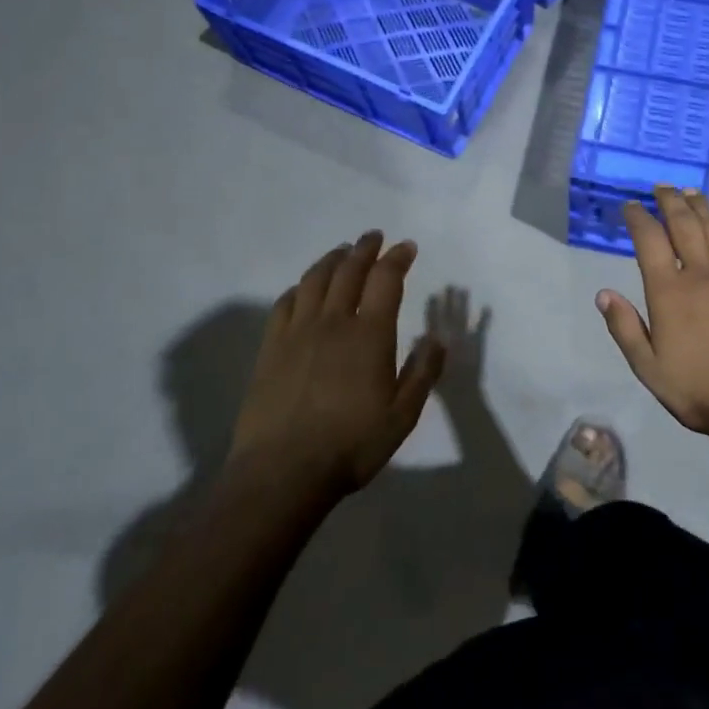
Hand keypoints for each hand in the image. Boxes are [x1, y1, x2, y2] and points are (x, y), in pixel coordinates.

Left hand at [230, 231, 446, 498]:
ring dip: (332, 259)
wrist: (283, 471)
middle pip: (349, 270)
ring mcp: (298, 331)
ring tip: (342, 252)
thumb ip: (423, 373)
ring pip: (315, 280)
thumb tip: (437, 338)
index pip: (386, 280)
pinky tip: (304, 289)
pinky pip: (285, 303)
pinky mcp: (271, 347)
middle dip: (365, 248)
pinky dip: (299, 287)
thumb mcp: (402, 416)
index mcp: (370, 335)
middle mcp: (334, 322)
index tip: (406, 247)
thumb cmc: (352, 445)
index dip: (397, 258)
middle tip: (374, 237)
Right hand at [598, 188, 708, 447]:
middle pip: (685, 224)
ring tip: (692, 194)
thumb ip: (625, 328)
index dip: (638, 217)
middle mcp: (702, 273)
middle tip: (662, 188)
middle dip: (670, 201)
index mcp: (669, 291)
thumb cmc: (698, 389)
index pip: (649, 239)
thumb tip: (604, 294)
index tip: (631, 206)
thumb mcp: (648, 368)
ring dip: (703, 208)